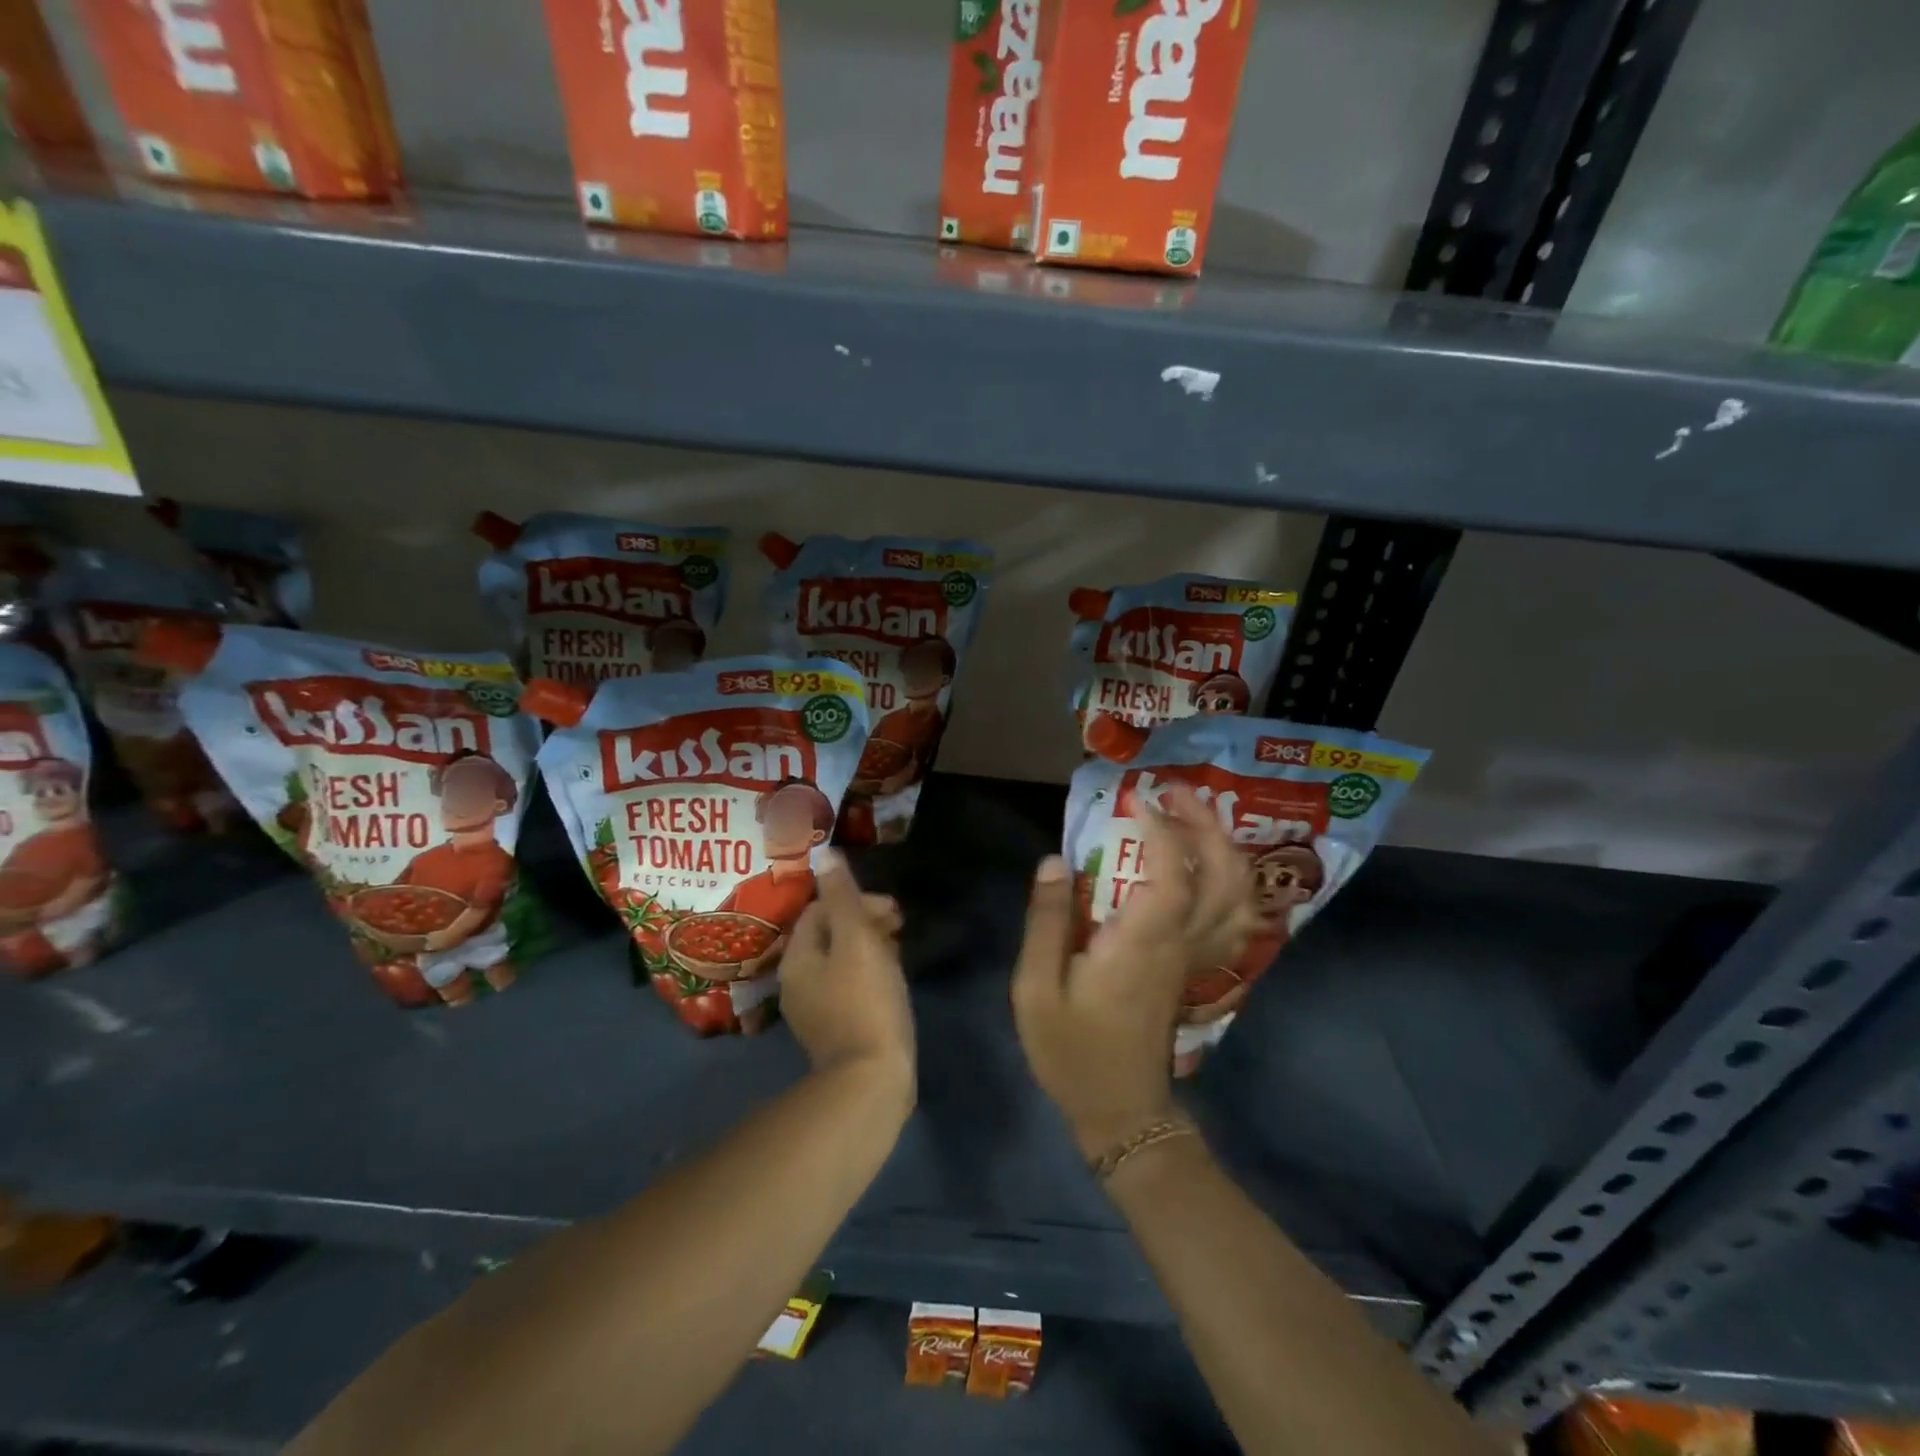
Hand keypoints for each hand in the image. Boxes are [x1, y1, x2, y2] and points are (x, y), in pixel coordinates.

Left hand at [780, 851, 912, 1094]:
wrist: (871, 1081)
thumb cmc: (866, 1001)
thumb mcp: (857, 939)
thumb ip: (842, 896)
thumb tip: (825, 854)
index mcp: (797, 958)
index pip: (819, 909)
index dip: (855, 901)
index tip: (892, 912)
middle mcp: (796, 982)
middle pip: (829, 934)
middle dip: (863, 922)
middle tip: (899, 928)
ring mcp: (814, 1009)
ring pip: (840, 960)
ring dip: (869, 947)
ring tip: (899, 951)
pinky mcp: (835, 1030)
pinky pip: (848, 986)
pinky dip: (869, 973)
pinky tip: (891, 981)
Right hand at [1012, 784, 1260, 1159]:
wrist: (1120, 1110)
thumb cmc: (1073, 1050)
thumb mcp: (1036, 989)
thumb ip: (1046, 921)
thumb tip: (1055, 861)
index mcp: (1143, 943)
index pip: (1172, 874)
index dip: (1163, 829)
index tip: (1138, 799)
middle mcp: (1181, 944)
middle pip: (1223, 877)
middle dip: (1207, 826)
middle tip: (1177, 792)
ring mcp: (1195, 958)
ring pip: (1238, 897)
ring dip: (1226, 849)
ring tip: (1198, 816)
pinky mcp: (1195, 969)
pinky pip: (1233, 920)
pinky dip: (1234, 884)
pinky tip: (1214, 866)